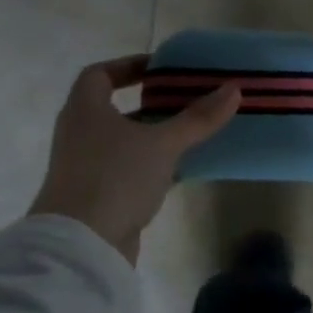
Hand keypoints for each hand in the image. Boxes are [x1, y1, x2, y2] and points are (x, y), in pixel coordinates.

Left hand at [29, 57, 240, 261]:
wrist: (81, 245)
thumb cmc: (116, 178)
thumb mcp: (163, 143)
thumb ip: (198, 117)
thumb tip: (234, 88)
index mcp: (85, 110)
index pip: (99, 74)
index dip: (128, 66)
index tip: (161, 69)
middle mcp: (79, 133)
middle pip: (113, 108)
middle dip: (150, 102)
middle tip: (186, 99)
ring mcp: (85, 166)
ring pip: (123, 140)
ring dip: (153, 134)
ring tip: (192, 131)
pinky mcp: (96, 194)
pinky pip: (127, 168)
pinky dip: (151, 163)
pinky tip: (182, 168)